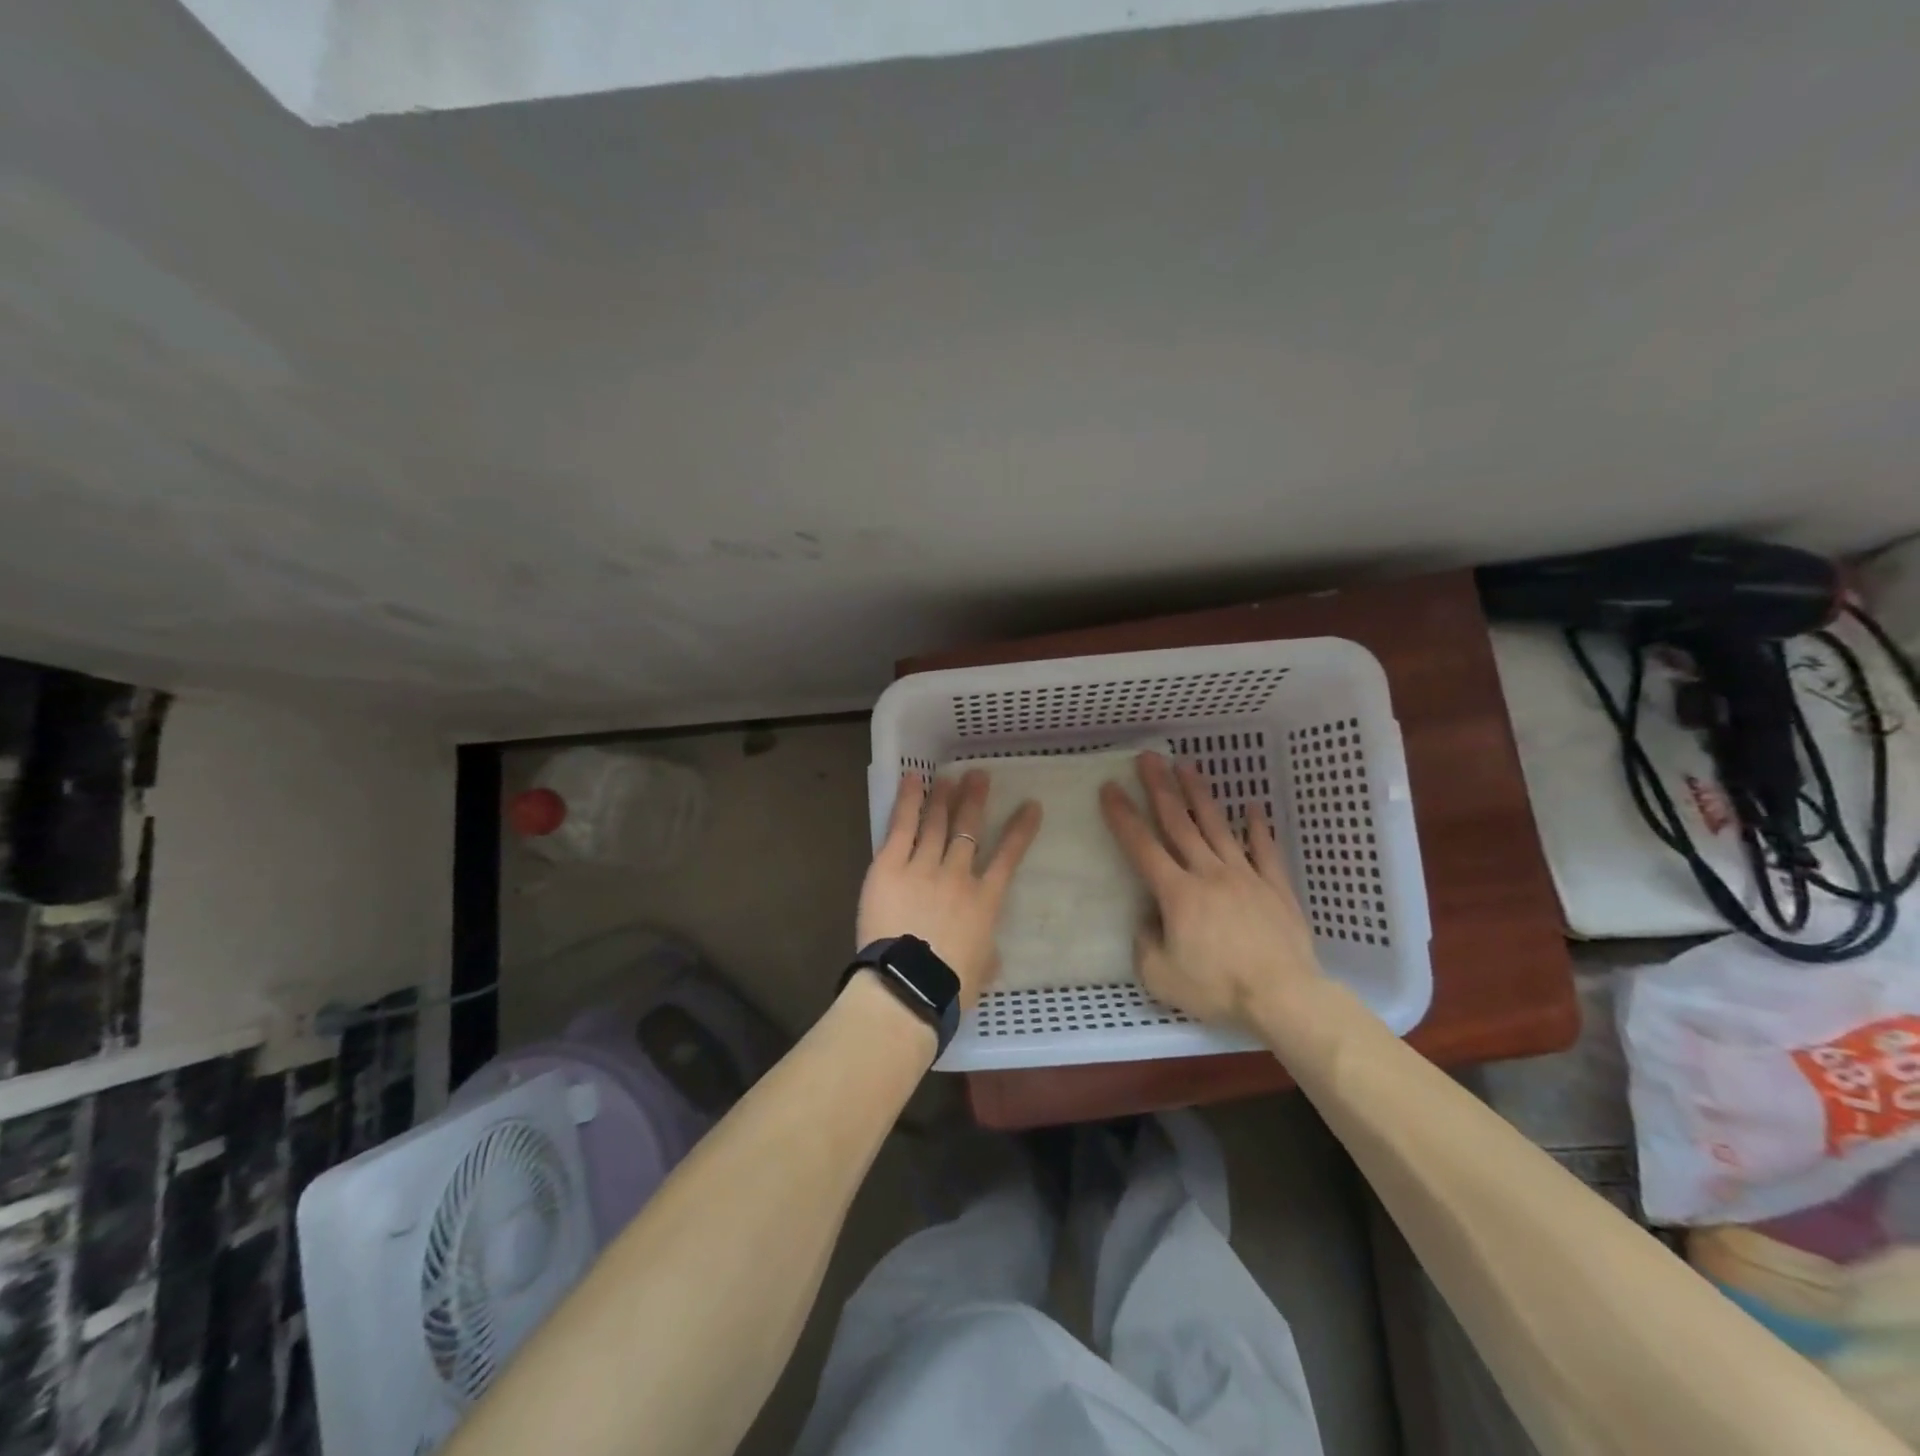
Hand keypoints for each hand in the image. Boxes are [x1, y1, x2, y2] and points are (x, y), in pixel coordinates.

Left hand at [857, 770, 1042, 1007]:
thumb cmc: (949, 987)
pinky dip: (908, 802)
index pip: (1008, 858)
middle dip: (975, 800)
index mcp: (984, 901)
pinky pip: (902, 827)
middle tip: (978, 775)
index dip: (1020, 830)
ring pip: (936, 824)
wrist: (908, 985)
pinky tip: (913, 780)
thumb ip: (986, 952)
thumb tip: (989, 952)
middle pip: (968, 830)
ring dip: (943, 797)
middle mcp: (957, 875)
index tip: (1031, 805)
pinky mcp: (890, 866)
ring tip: (949, 776)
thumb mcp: (981, 970)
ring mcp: (923, 867)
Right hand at [1100, 751, 1322, 1029]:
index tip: (1110, 788)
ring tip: (1187, 765)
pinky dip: (1258, 827)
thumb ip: (1145, 945)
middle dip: (1160, 788)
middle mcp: (1208, 873)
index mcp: (1177, 893)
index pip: (1142, 847)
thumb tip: (1149, 922)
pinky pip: (1265, 850)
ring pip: (1218, 827)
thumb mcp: (1161, 978)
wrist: (1284, 997)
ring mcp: (1245, 876)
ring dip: (1200, 795)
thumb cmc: (1218, 988)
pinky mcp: (1276, 887)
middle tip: (1149, 757)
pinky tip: (1253, 807)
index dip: (1123, 816)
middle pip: (1179, 823)